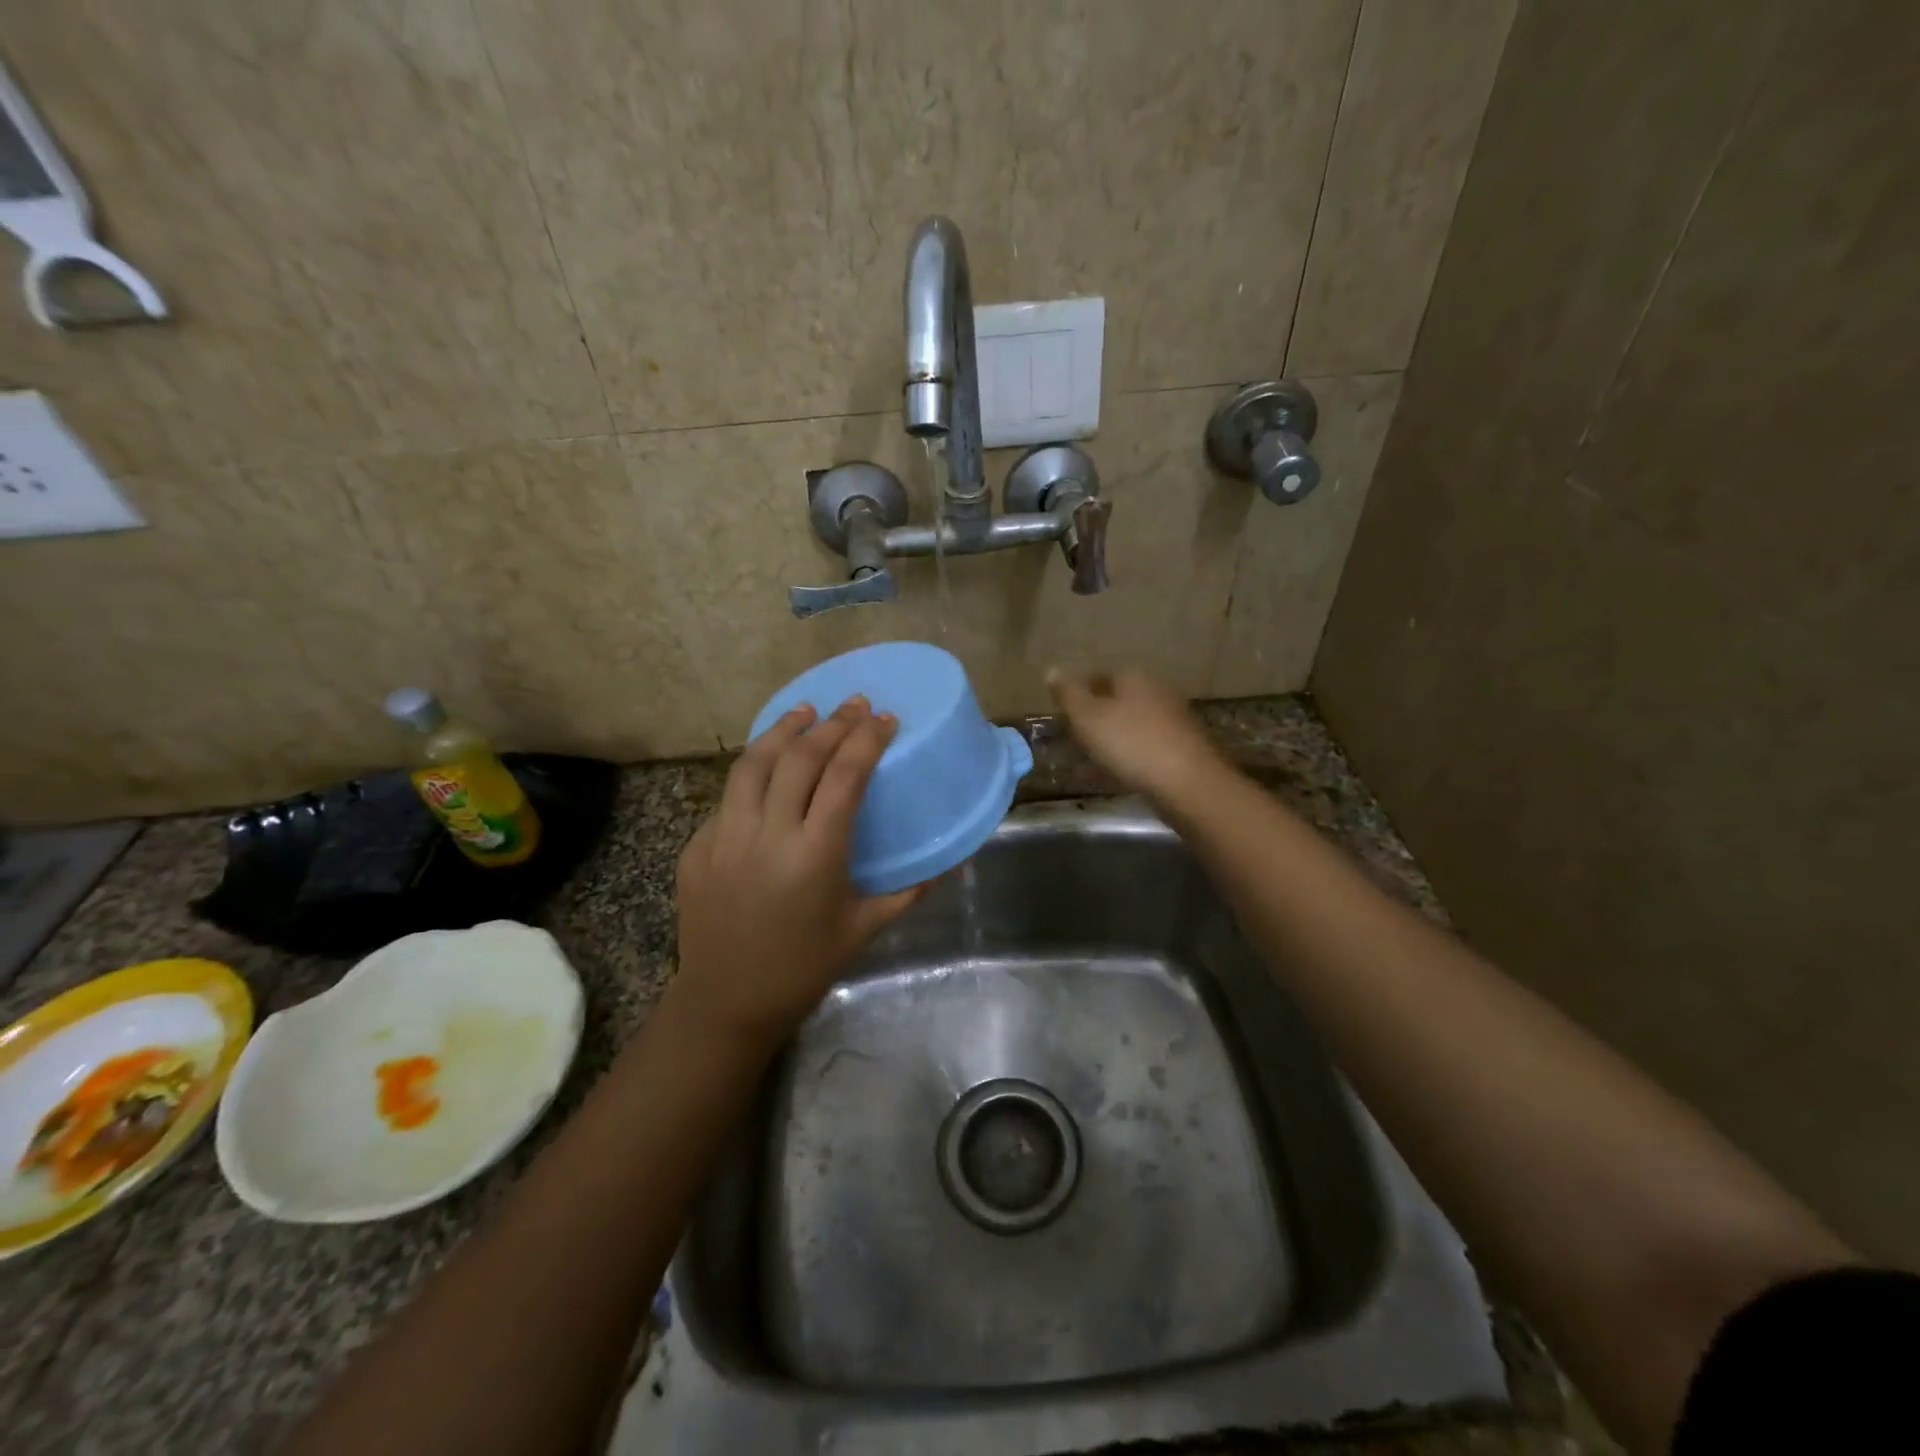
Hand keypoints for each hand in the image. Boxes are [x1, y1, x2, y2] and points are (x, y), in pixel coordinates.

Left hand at [671, 696, 923, 1046]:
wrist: (726, 1003)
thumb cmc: (804, 968)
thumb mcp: (864, 929)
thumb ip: (910, 891)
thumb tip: (953, 862)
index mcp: (814, 855)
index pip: (844, 776)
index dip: (867, 739)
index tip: (885, 718)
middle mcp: (766, 835)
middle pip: (800, 758)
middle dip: (832, 723)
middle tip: (855, 704)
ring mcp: (724, 838)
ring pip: (753, 764)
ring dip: (782, 730)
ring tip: (805, 710)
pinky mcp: (696, 847)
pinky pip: (728, 798)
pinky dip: (753, 774)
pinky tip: (767, 772)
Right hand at [1046, 668, 1227, 806]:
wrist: (1187, 783)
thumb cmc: (1130, 743)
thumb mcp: (1087, 717)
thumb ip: (1068, 694)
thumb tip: (1051, 669)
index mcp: (1133, 678)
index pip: (1099, 676)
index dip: (1079, 694)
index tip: (1064, 714)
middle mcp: (1156, 692)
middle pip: (1117, 701)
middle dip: (1096, 718)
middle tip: (1073, 740)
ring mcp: (1173, 720)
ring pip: (1131, 726)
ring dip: (1111, 740)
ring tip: (1089, 762)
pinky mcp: (1182, 748)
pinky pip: (1145, 748)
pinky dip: (1127, 758)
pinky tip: (1114, 776)